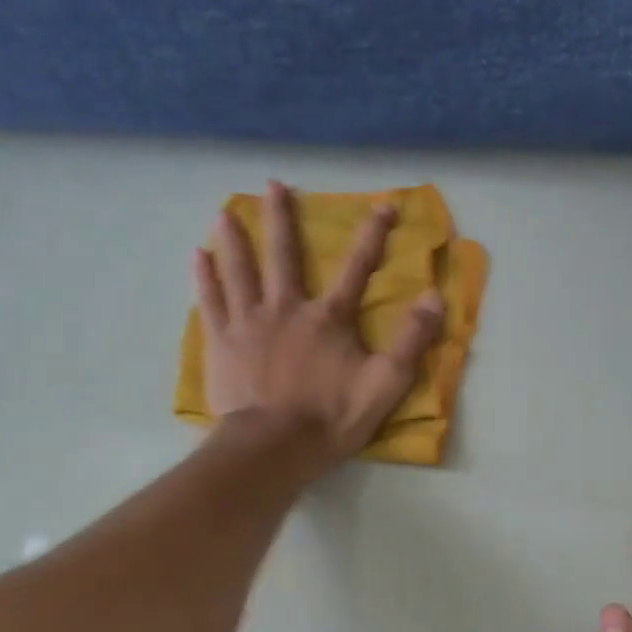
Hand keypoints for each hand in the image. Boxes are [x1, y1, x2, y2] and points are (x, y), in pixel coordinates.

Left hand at [193, 180, 444, 462]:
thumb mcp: (386, 384)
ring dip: (234, 239)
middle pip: (284, 256)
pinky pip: (209, 302)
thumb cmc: (332, 418)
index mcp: (329, 318)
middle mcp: (287, 308)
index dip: (372, 236)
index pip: (356, 268)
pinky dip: (204, 277)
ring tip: (224, 212)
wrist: (274, 447)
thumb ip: (410, 340)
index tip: (382, 205)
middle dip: (282, 219)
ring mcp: (248, 323)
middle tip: (273, 185)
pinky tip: (197, 255)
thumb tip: (434, 296)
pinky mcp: (220, 343)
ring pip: (240, 271)